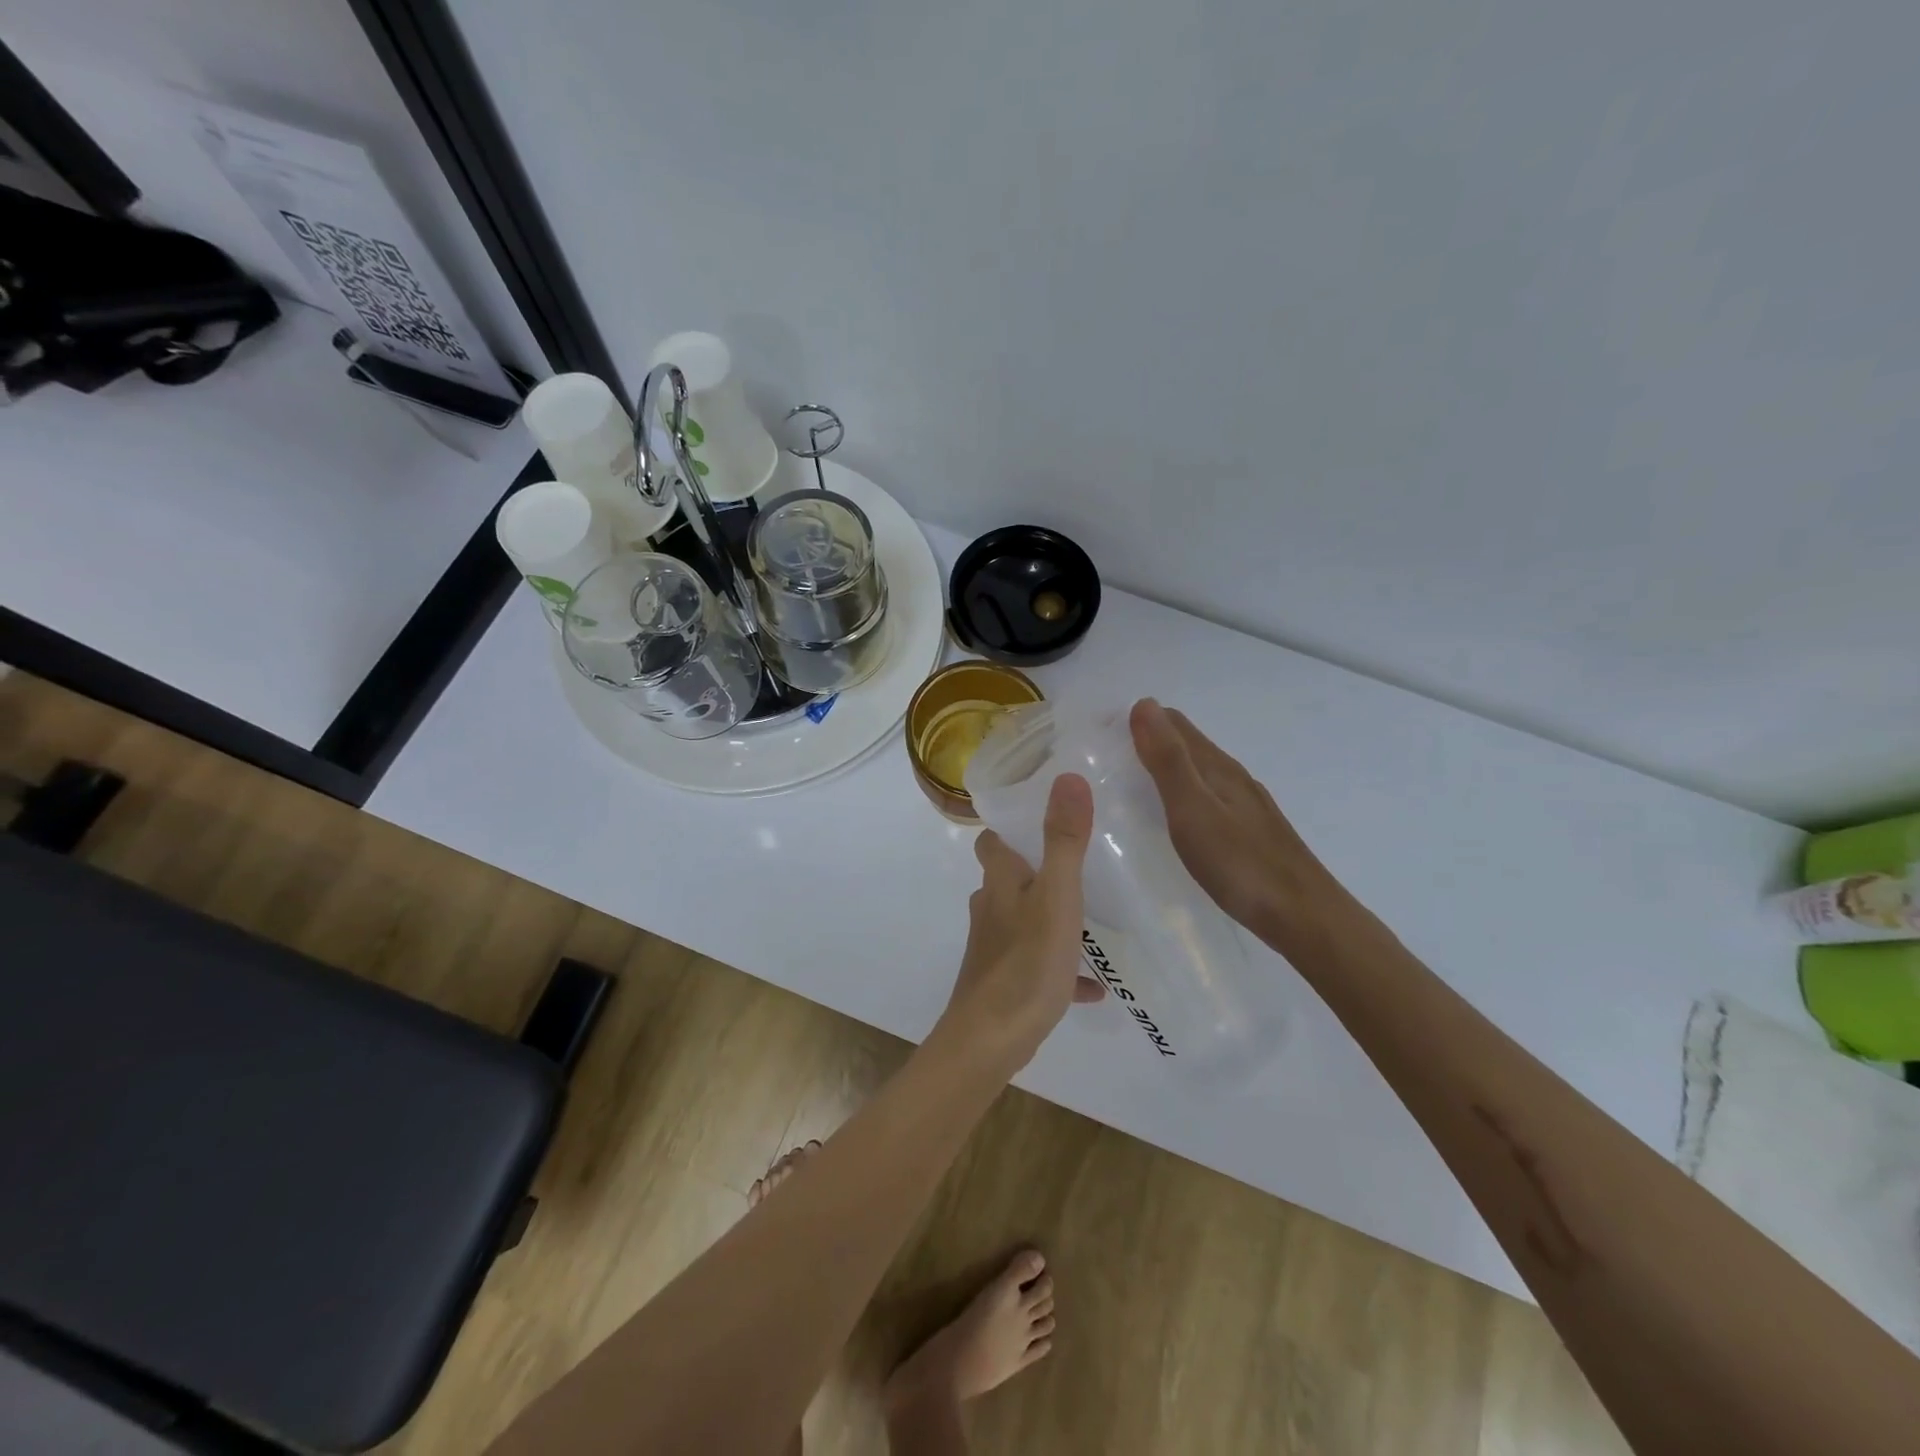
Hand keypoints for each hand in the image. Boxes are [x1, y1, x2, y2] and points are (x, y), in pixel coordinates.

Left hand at [940, 773, 1104, 1071]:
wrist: (991, 1040)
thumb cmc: (1026, 961)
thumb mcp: (1057, 897)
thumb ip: (1064, 840)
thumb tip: (1068, 777)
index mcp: (1000, 882)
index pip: (992, 840)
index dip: (1009, 826)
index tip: (1040, 813)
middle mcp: (992, 909)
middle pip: (1010, 879)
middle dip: (1037, 869)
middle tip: (1080, 861)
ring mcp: (997, 947)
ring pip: (1025, 920)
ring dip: (1052, 917)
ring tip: (1092, 917)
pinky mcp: (1007, 982)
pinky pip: (1039, 966)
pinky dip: (1062, 968)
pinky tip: (1093, 985)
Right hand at [1129, 699, 1354, 954]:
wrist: (1305, 917)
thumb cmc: (1241, 864)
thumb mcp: (1193, 810)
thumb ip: (1168, 760)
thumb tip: (1143, 704)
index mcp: (1217, 767)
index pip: (1173, 724)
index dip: (1139, 720)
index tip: (1101, 734)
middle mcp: (1233, 777)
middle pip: (1187, 745)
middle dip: (1149, 740)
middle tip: (1107, 758)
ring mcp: (1246, 805)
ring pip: (1199, 772)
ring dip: (1166, 767)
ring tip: (1132, 783)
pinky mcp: (1251, 832)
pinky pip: (1209, 798)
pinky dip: (1184, 794)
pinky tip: (1176, 818)